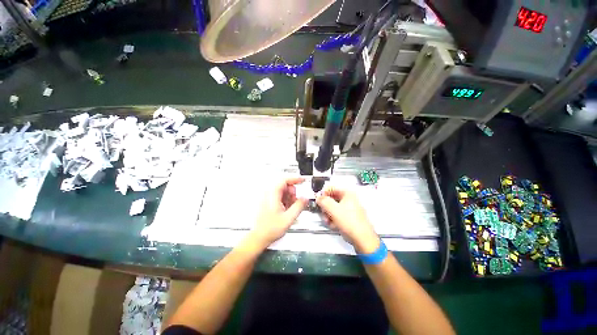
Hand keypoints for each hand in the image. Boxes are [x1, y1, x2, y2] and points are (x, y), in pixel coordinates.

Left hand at [250, 177, 307, 248]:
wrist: (259, 237)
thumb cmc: (270, 229)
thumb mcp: (289, 218)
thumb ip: (299, 206)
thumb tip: (305, 198)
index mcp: (272, 195)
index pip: (284, 180)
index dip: (295, 179)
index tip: (302, 180)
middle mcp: (268, 194)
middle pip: (284, 185)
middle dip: (292, 192)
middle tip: (296, 201)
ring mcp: (267, 197)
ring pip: (282, 191)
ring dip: (289, 197)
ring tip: (290, 208)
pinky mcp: (267, 202)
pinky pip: (279, 196)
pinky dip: (285, 200)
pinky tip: (286, 209)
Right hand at [316, 186, 379, 253]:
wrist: (362, 239)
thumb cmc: (351, 223)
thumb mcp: (333, 209)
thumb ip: (323, 201)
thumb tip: (318, 198)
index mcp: (347, 193)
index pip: (331, 188)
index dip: (323, 193)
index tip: (318, 200)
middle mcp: (349, 199)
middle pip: (331, 199)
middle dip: (325, 207)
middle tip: (324, 212)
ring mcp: (350, 209)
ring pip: (333, 208)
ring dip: (328, 215)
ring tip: (329, 221)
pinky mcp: (349, 217)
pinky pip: (337, 215)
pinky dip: (333, 219)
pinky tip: (333, 225)